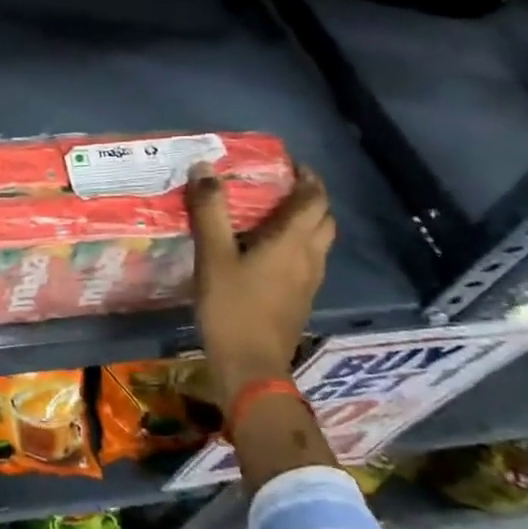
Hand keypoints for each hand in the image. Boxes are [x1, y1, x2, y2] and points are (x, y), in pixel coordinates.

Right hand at [186, 163, 334, 403]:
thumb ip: (210, 211)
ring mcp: (308, 282)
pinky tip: (264, 252)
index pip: (314, 198)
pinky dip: (294, 245)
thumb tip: (204, 167)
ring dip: (303, 222)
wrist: (250, 366)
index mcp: (293, 242)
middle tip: (278, 186)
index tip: (287, 162)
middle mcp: (309, 258)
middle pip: (323, 219)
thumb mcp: (213, 256)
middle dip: (307, 198)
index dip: (306, 176)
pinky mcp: (299, 300)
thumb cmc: (232, 307)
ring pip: (317, 242)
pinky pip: (305, 261)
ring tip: (270, 215)